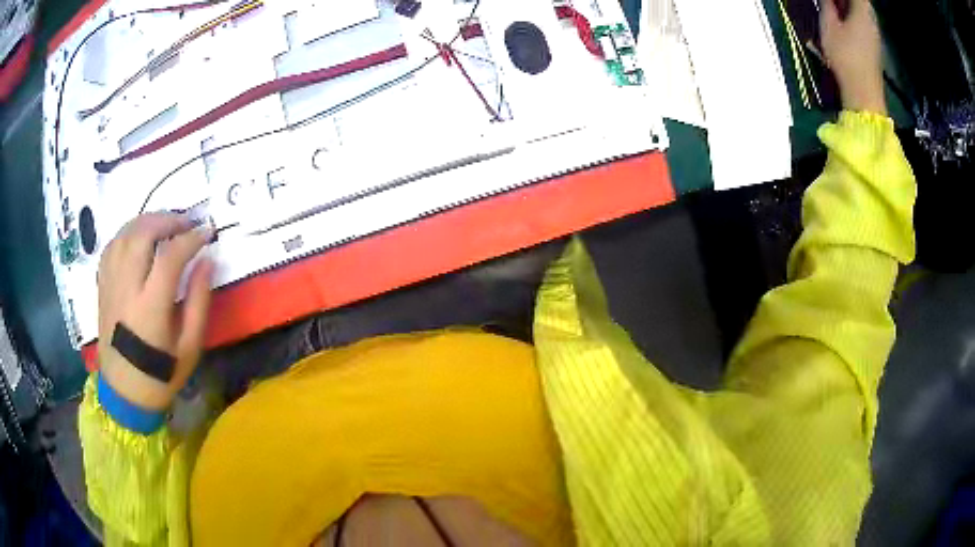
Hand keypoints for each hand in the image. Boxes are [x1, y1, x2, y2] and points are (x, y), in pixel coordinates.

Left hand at [97, 213, 214, 410]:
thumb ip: (199, 302)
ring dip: (148, 221)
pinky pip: (113, 244)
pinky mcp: (102, 284)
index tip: (207, 232)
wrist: (124, 391)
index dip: (191, 238)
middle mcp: (127, 289)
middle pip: (142, 234)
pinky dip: (129, 232)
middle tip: (186, 222)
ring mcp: (111, 284)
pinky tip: (140, 237)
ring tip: (166, 224)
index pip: (170, 257)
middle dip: (167, 219)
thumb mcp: (189, 347)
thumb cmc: (160, 373)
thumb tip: (207, 261)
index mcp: (150, 308)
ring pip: (125, 233)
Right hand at [820, 0, 886, 114]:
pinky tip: (844, 20)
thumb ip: (827, 5)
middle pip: (862, 2)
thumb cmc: (846, 57)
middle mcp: (871, 20)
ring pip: (863, 11)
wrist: (864, 94)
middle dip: (848, 1)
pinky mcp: (874, 45)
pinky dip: (854, 16)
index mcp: (862, 12)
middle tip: (832, 3)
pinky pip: (864, 21)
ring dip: (849, 7)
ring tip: (835, 7)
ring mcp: (874, 34)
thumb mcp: (829, 26)